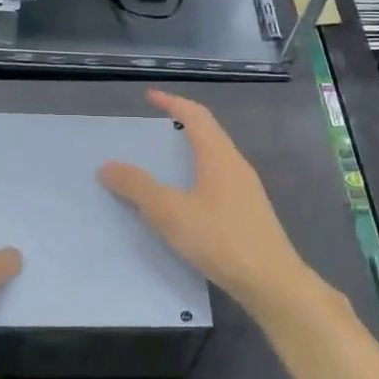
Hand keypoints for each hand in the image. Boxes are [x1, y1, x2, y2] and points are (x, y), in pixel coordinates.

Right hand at [99, 89, 312, 313]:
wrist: (271, 281)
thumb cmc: (221, 239)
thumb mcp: (171, 213)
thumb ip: (138, 187)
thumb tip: (108, 166)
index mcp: (219, 156)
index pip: (196, 115)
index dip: (172, 102)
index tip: (149, 97)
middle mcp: (236, 165)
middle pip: (207, 133)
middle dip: (180, 125)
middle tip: (151, 130)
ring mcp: (245, 189)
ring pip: (213, 158)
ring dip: (188, 153)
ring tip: (162, 163)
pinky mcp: (247, 212)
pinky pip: (217, 181)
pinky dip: (195, 177)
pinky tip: (183, 200)